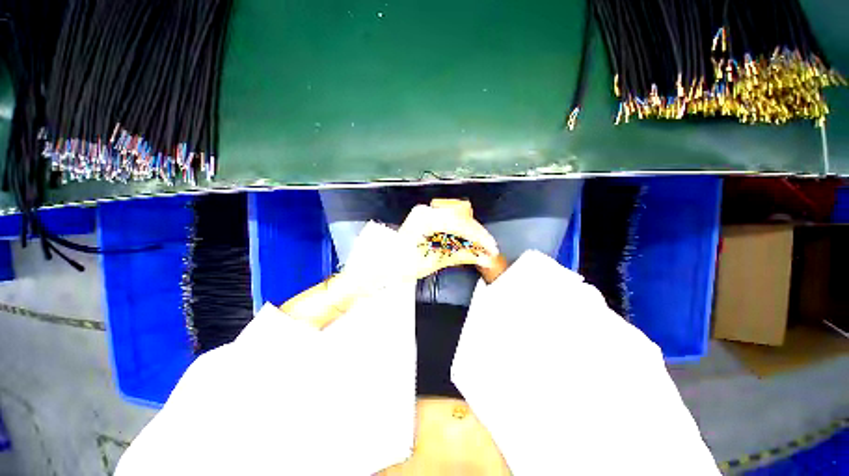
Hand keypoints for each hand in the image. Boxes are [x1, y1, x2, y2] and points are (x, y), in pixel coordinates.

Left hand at [399, 199, 498, 279]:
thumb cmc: (403, 265)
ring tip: (479, 246)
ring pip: (457, 218)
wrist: (384, 264)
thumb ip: (460, 255)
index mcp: (426, 219)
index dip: (479, 237)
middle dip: (477, 234)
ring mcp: (426, 212)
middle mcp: (427, 210)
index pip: (461, 224)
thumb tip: (485, 258)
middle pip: (461, 218)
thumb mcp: (434, 261)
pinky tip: (465, 241)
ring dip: (469, 232)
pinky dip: (459, 232)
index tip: (491, 248)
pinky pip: (449, 221)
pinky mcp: (426, 217)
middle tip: (488, 249)